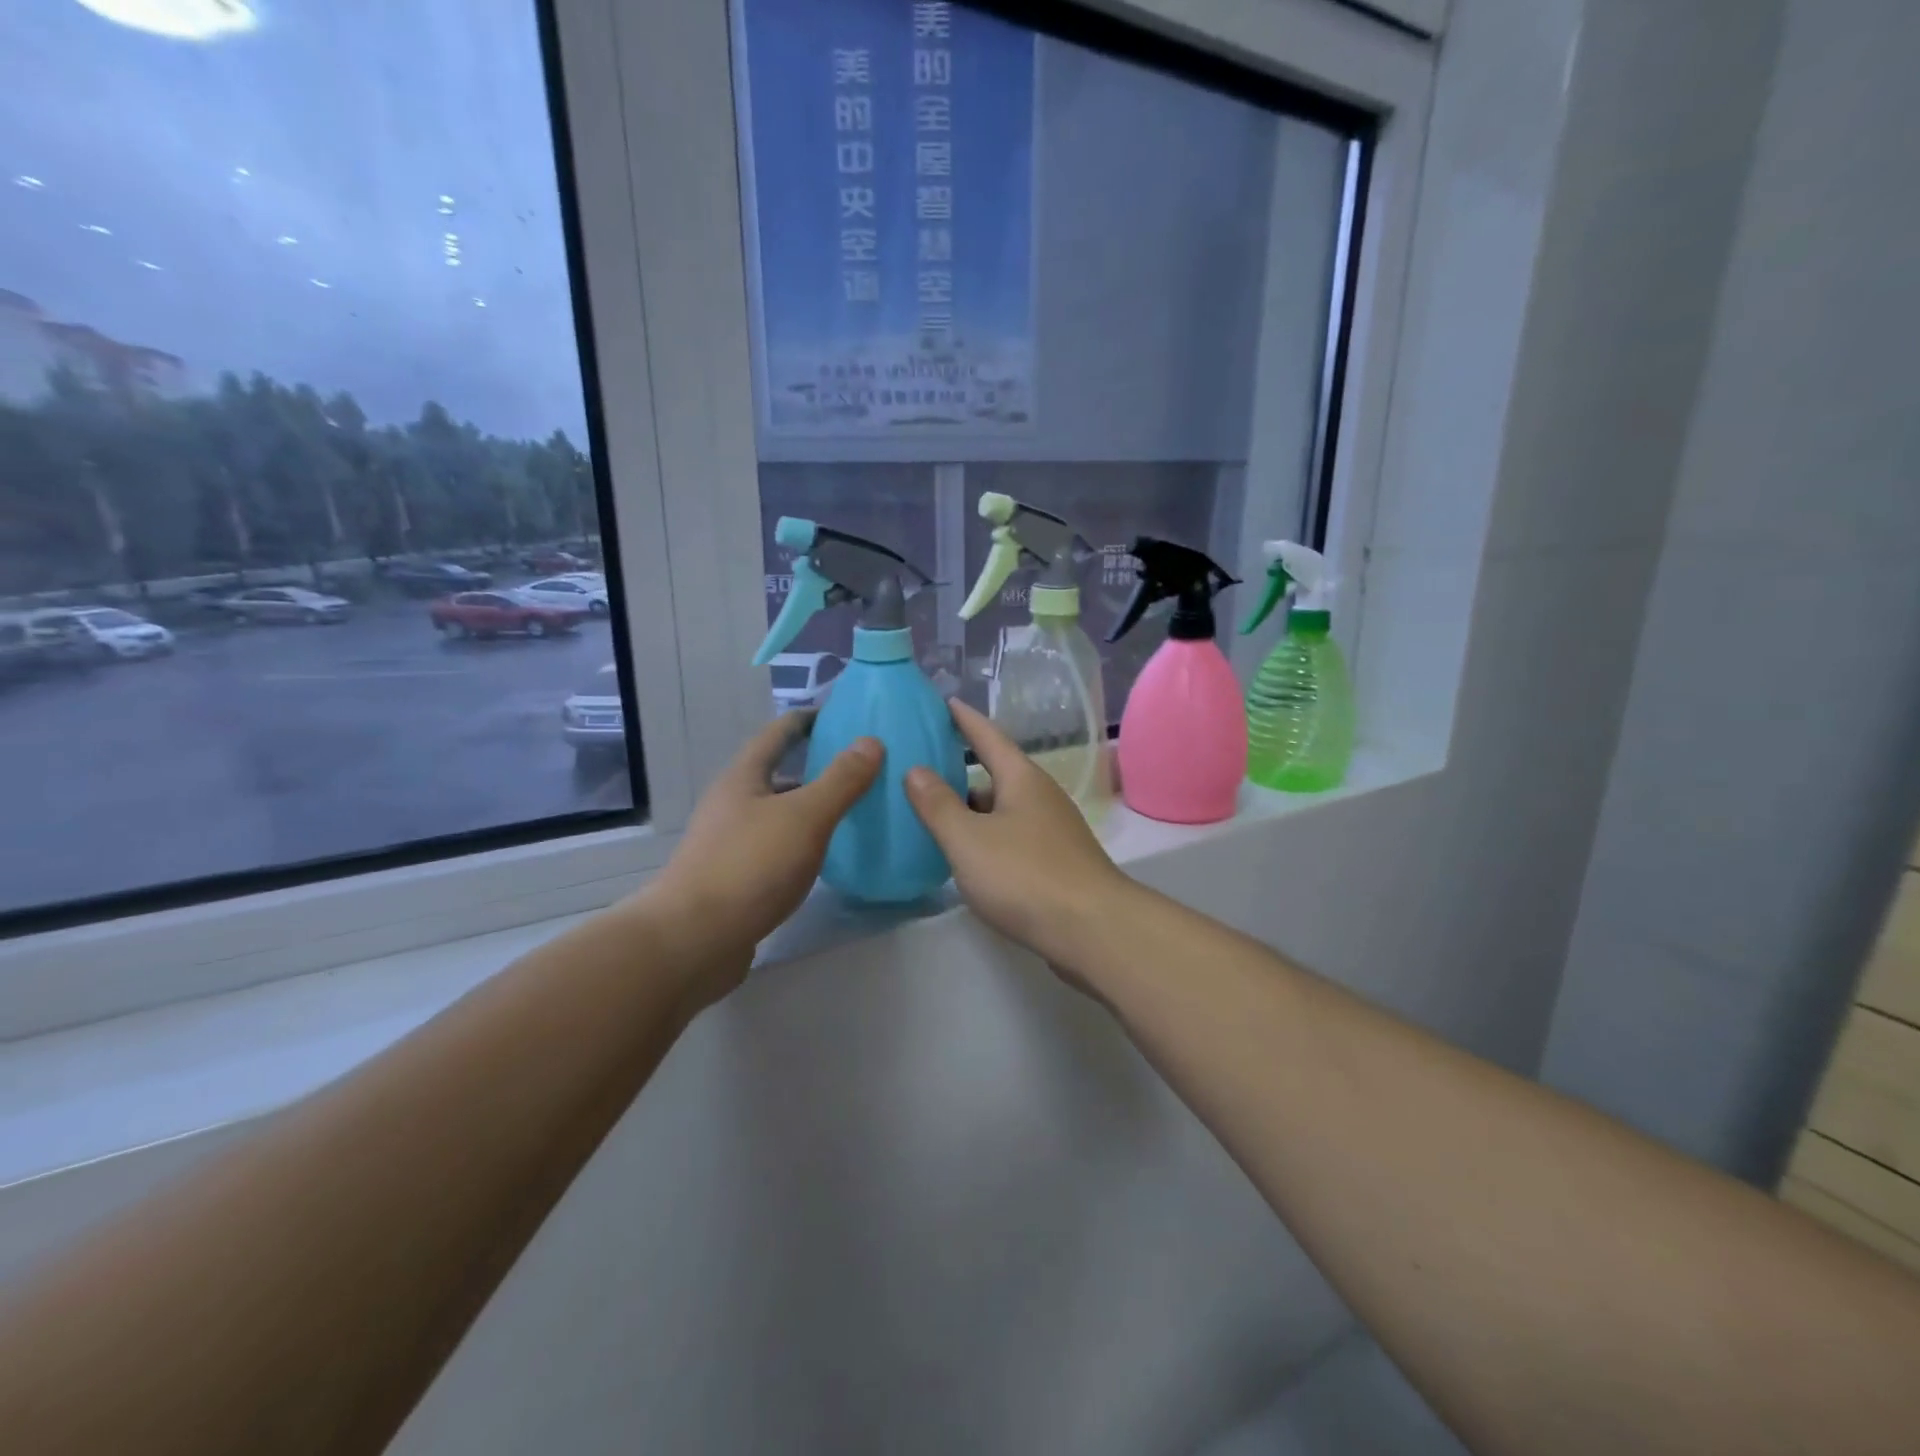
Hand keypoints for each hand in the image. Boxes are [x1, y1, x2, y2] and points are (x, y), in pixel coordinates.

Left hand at [644, 712, 880, 1004]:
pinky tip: (827, 857)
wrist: (692, 941)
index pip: (779, 733)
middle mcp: (733, 804)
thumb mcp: (805, 816)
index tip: (844, 714)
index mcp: (744, 777)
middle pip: (778, 773)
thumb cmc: (749, 866)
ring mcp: (730, 843)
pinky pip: (776, 848)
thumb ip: (840, 779)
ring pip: (778, 814)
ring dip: (811, 807)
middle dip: (816, 766)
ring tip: (854, 810)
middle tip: (862, 766)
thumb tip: (871, 741)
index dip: (810, 719)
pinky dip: (803, 843)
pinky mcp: (735, 879)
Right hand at [904, 699, 1130, 968]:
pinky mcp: (1056, 862)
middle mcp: (1041, 797)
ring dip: (972, 811)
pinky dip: (986, 838)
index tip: (943, 702)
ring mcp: (1053, 831)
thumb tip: (915, 770)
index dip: (963, 719)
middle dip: (960, 772)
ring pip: (1003, 810)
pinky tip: (967, 858)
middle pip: (995, 775)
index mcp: (1022, 779)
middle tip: (920, 772)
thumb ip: (937, 805)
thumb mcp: (968, 839)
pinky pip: (1012, 837)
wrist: (1092, 930)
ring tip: (934, 818)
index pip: (987, 736)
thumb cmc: (1024, 875)